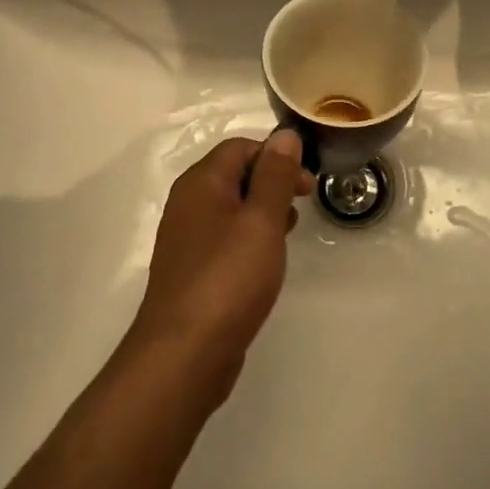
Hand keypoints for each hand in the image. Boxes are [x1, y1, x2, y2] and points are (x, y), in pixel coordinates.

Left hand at [129, 131, 311, 405]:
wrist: (184, 354)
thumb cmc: (228, 278)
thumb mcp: (261, 220)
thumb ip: (274, 175)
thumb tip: (284, 134)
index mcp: (201, 183)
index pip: (240, 147)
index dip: (276, 156)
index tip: (305, 183)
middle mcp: (188, 203)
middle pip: (234, 174)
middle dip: (272, 182)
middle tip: (303, 203)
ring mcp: (186, 238)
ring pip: (230, 207)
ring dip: (262, 211)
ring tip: (289, 231)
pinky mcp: (192, 270)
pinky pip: (224, 237)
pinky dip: (248, 238)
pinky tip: (265, 261)